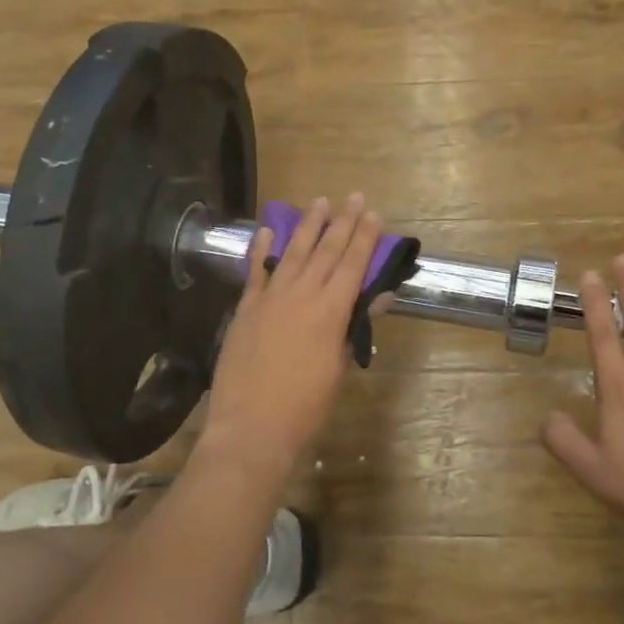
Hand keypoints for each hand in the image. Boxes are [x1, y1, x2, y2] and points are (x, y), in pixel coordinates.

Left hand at [195, 194, 381, 485]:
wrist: (252, 427)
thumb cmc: (306, 405)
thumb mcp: (339, 367)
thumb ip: (354, 327)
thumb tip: (378, 297)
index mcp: (330, 311)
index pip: (352, 264)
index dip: (365, 237)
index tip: (374, 213)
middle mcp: (301, 295)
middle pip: (326, 250)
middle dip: (342, 221)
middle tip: (354, 197)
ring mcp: (270, 299)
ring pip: (293, 253)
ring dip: (307, 226)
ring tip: (319, 201)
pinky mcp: (246, 309)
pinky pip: (255, 271)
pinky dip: (260, 249)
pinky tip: (266, 229)